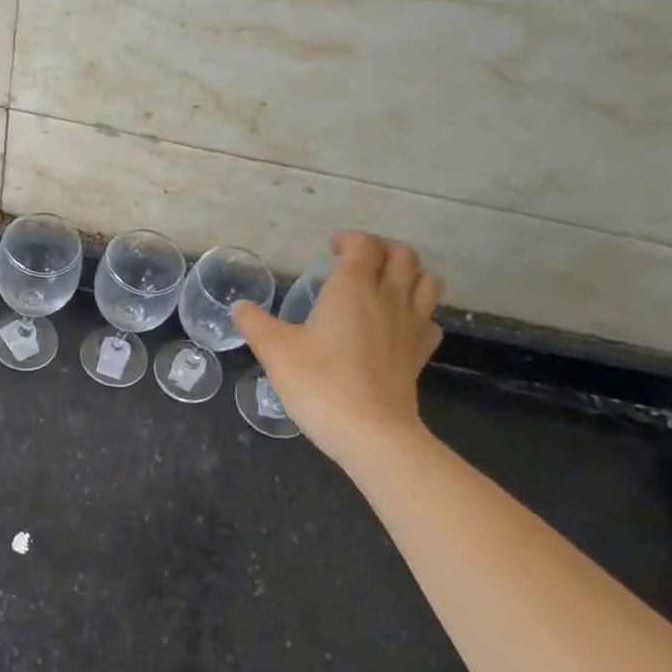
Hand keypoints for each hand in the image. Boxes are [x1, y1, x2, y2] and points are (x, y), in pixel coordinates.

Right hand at [232, 232, 443, 466]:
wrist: (370, 431)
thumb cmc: (319, 382)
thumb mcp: (275, 351)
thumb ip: (255, 323)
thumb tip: (241, 308)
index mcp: (352, 288)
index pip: (362, 245)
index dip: (349, 240)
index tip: (331, 247)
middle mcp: (388, 298)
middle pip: (402, 255)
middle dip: (382, 248)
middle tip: (358, 259)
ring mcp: (411, 325)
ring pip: (427, 281)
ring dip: (409, 272)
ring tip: (386, 281)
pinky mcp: (420, 354)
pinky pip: (430, 318)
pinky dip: (419, 310)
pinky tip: (400, 322)